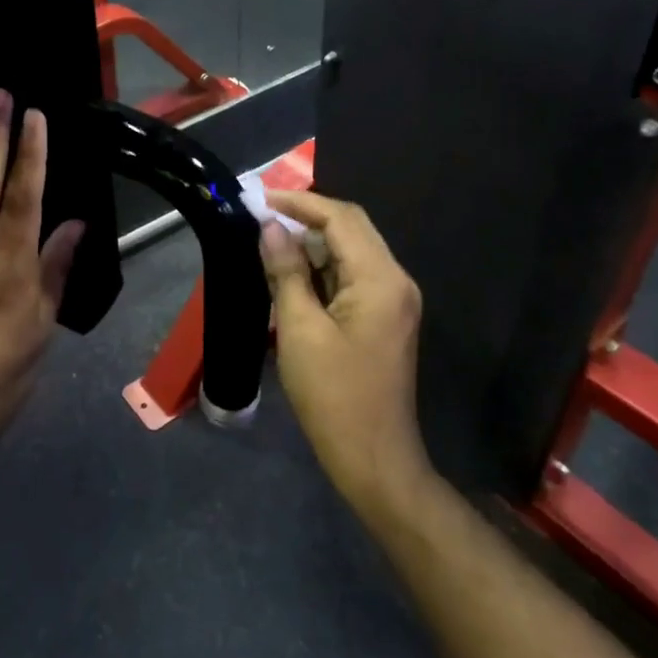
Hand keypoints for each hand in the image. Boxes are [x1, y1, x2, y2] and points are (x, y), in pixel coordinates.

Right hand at [260, 190, 427, 507]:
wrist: (373, 457)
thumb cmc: (333, 394)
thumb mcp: (300, 328)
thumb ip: (286, 271)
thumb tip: (270, 228)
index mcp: (380, 279)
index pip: (342, 218)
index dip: (300, 203)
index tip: (261, 200)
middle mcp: (396, 280)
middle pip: (352, 228)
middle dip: (308, 217)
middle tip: (263, 216)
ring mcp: (394, 300)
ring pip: (353, 250)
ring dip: (314, 242)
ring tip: (271, 241)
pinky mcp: (386, 317)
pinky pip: (354, 275)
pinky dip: (324, 267)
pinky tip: (294, 272)